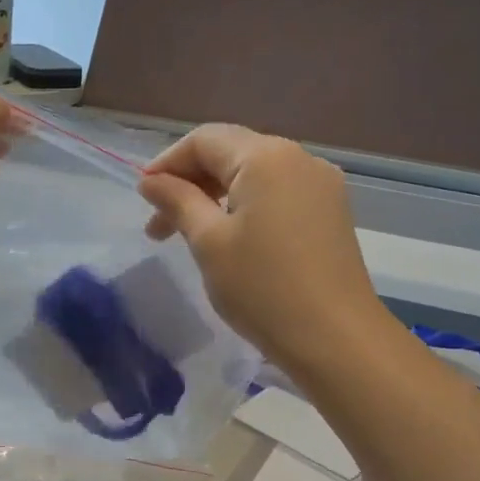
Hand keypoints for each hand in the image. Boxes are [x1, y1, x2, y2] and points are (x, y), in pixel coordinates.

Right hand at [138, 124, 385, 372]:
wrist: (336, 340)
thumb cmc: (263, 288)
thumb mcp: (208, 242)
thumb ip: (177, 202)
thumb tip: (151, 182)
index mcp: (266, 157)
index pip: (204, 140)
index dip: (167, 164)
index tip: (143, 199)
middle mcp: (298, 158)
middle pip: (231, 153)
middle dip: (190, 182)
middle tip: (159, 226)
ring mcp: (321, 185)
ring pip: (254, 175)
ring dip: (216, 196)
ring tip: (189, 235)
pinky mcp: (330, 212)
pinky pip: (278, 193)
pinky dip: (246, 207)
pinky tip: (231, 239)